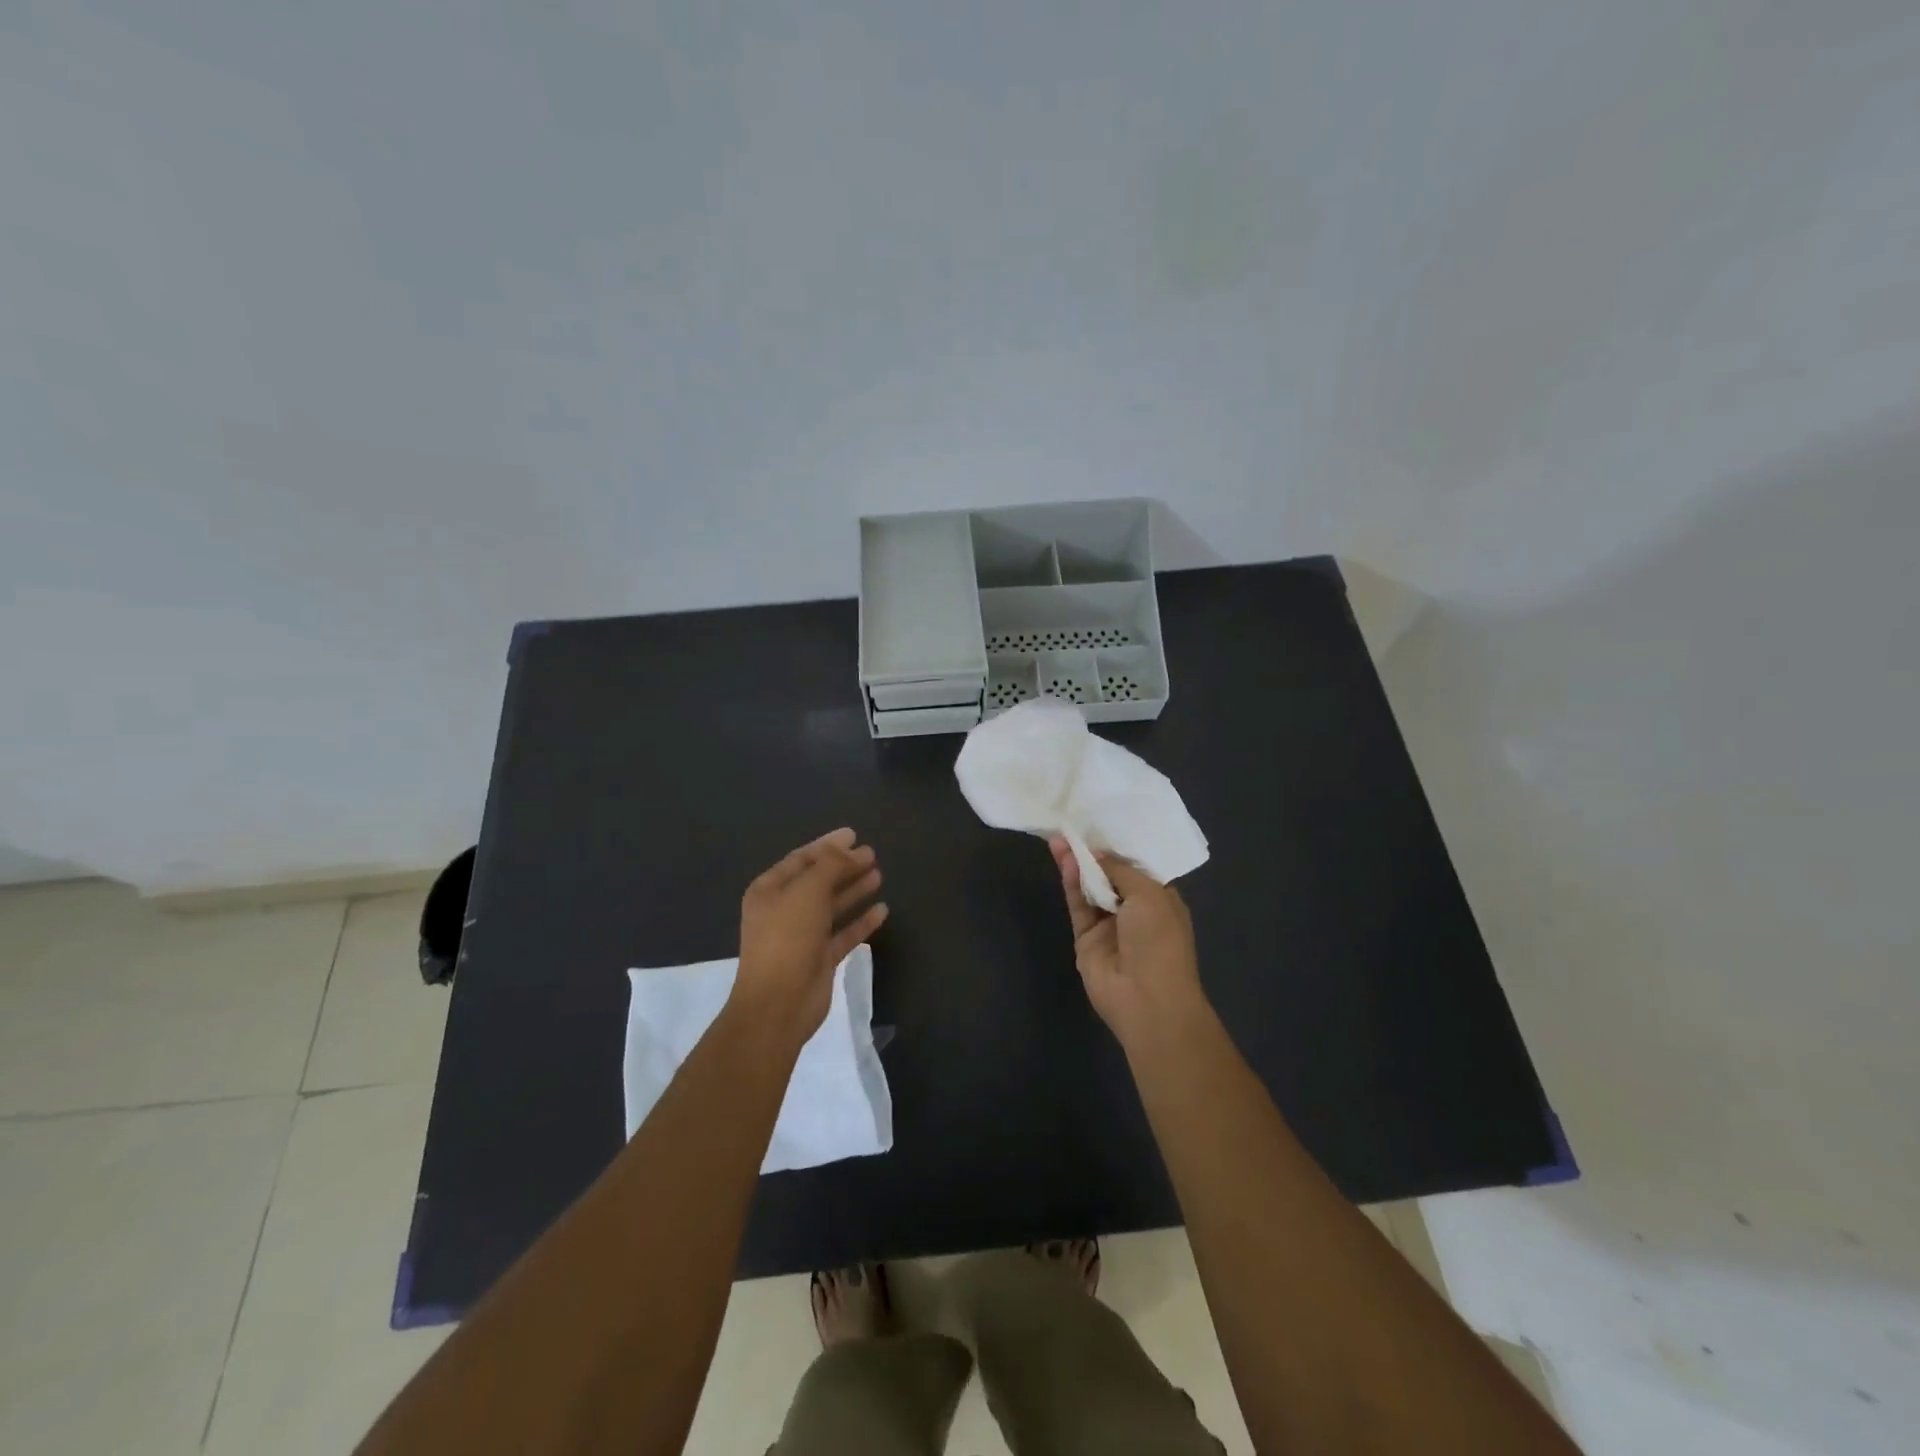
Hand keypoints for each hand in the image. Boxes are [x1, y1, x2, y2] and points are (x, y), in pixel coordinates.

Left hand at [732, 828, 887, 1045]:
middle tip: (872, 853)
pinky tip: (882, 910)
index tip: (854, 834)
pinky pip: (843, 933)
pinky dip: (861, 921)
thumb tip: (850, 849)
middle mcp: (784, 910)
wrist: (779, 1003)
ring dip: (854, 889)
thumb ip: (830, 865)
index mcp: (769, 890)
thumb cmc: (788, 937)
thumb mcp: (808, 891)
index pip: (801, 859)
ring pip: (832, 906)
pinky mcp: (820, 959)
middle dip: (844, 866)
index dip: (827, 845)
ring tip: (879, 874)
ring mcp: (802, 936)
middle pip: (818, 880)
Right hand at [1049, 836, 1206, 1048]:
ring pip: (1090, 886)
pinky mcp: (1086, 936)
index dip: (1119, 845)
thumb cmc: (1160, 941)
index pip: (1137, 866)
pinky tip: (1064, 859)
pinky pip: (1077, 903)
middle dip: (1095, 851)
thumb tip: (1097, 853)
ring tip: (1061, 836)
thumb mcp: (1150, 895)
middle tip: (1074, 824)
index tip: (1101, 820)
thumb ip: (1120, 870)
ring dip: (1078, 863)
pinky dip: (1071, 882)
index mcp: (1161, 898)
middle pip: (1110, 874)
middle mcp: (1135, 909)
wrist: (1146, 999)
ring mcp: (1109, 923)